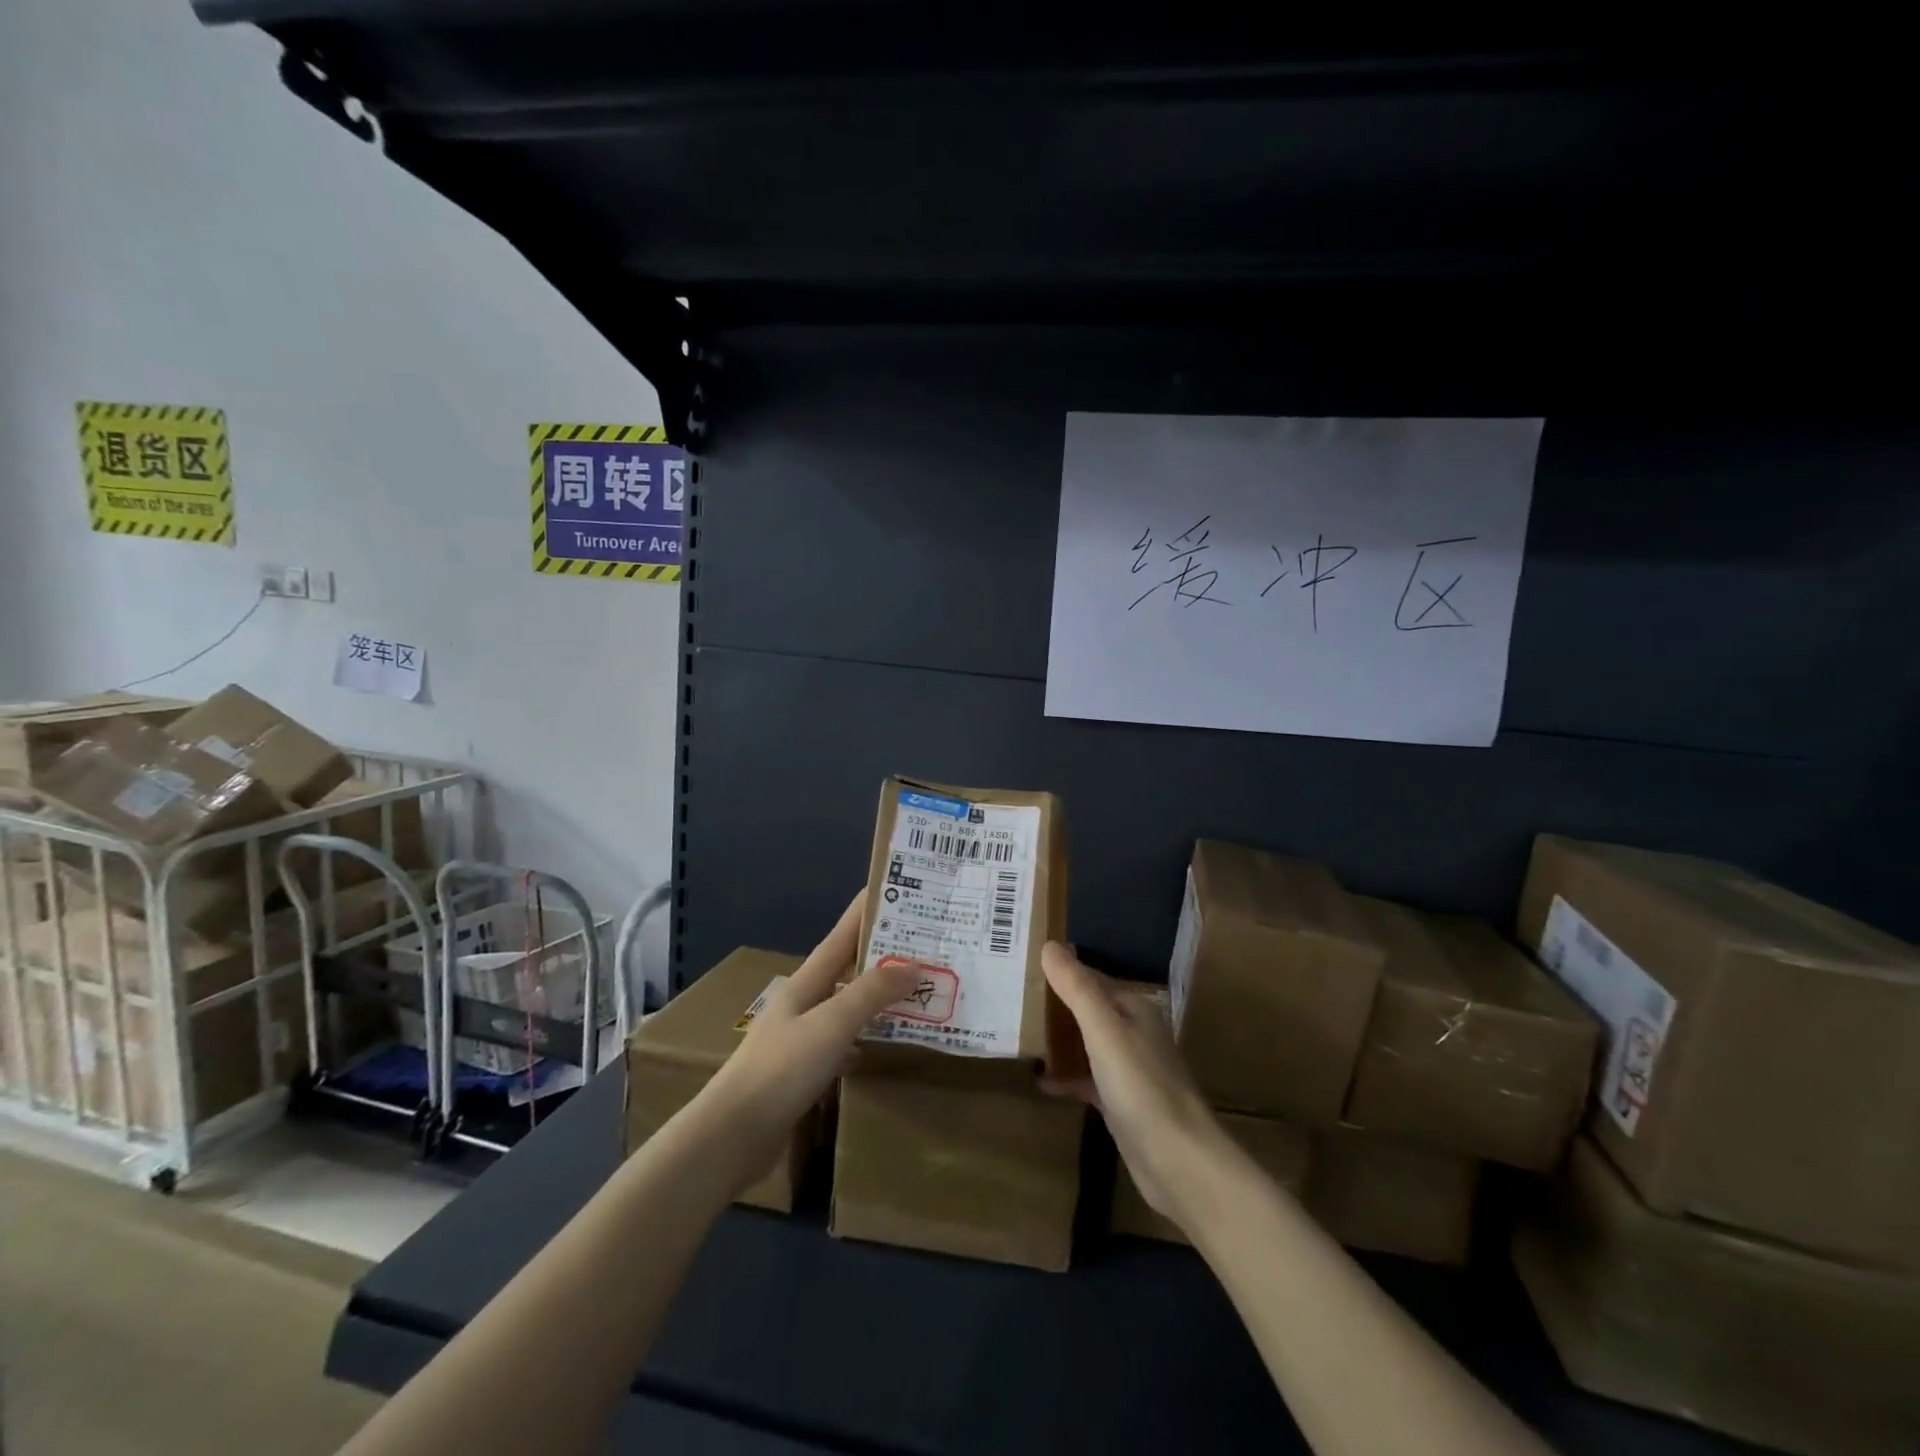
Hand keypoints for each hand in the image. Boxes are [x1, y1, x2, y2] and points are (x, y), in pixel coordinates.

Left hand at [700, 895, 917, 1182]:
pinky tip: (884, 1043)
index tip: (893, 889)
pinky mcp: (804, 1072)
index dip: (865, 911)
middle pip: (848, 969)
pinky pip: (845, 1043)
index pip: (842, 935)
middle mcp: (804, 1003)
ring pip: (848, 1006)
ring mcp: (802, 1038)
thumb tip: (914, 966)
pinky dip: (867, 1037)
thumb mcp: (832, 1023)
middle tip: (924, 944)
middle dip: (881, 954)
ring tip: (916, 990)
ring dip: (878, 996)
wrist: (733, 1135)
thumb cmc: (782, 1069)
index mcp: (807, 983)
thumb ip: (873, 993)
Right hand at [1039, 941, 1233, 1227]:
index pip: (1089, 978)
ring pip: (1087, 1043)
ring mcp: (1128, 1070)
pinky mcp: (1121, 1103)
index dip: (1059, 971)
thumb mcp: (1104, 1030)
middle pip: (1087, 1009)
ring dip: (1058, 1039)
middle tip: (1009, 998)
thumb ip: (1077, 988)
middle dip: (1054, 1004)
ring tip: (1016, 1034)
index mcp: (1133, 1009)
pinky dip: (1066, 1077)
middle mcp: (1133, 1033)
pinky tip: (1040, 1082)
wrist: (1178, 1162)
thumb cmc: (1140, 1087)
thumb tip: (1050, 945)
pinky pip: (1087, 1079)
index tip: (1020, 966)